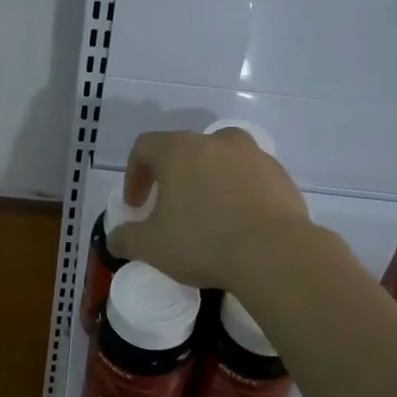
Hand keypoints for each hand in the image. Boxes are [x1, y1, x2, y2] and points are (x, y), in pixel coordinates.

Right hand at [108, 127, 312, 290]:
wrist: (274, 254)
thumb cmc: (203, 242)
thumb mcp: (152, 247)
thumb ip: (126, 239)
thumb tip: (115, 238)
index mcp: (180, 150)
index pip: (145, 147)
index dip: (134, 174)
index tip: (136, 206)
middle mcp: (216, 142)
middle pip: (186, 149)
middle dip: (173, 176)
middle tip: (170, 207)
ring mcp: (253, 155)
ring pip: (222, 159)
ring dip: (210, 180)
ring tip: (209, 213)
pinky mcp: (280, 176)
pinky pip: (250, 178)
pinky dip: (239, 193)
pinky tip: (240, 223)